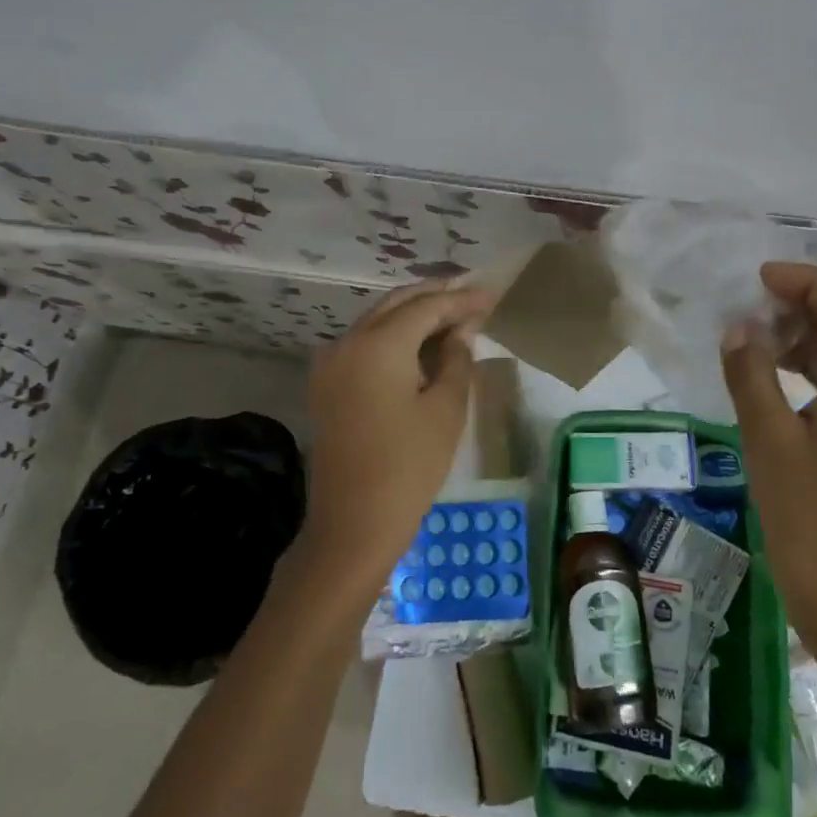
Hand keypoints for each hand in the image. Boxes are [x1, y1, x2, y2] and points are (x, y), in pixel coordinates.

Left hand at [299, 279, 494, 590]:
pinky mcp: (326, 384)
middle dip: (434, 296)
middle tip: (470, 294)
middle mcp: (347, 341)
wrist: (353, 523)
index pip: (426, 307)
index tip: (490, 294)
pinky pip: (362, 344)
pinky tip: (418, 343)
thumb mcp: (445, 409)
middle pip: (395, 304)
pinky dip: (392, 335)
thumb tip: (460, 331)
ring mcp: (330, 363)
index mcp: (378, 344)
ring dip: (412, 314)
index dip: (460, 300)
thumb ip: (456, 359)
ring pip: (376, 321)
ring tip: (451, 314)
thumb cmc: (409, 466)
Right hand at [720, 262, 816, 622]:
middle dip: (808, 304)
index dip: (808, 283)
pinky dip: (816, 364)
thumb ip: (751, 372)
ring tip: (760, 334)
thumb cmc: (803, 509)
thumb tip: (738, 328)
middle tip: (756, 303)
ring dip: (811, 334)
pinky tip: (776, 372)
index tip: (762, 278)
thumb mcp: (766, 434)